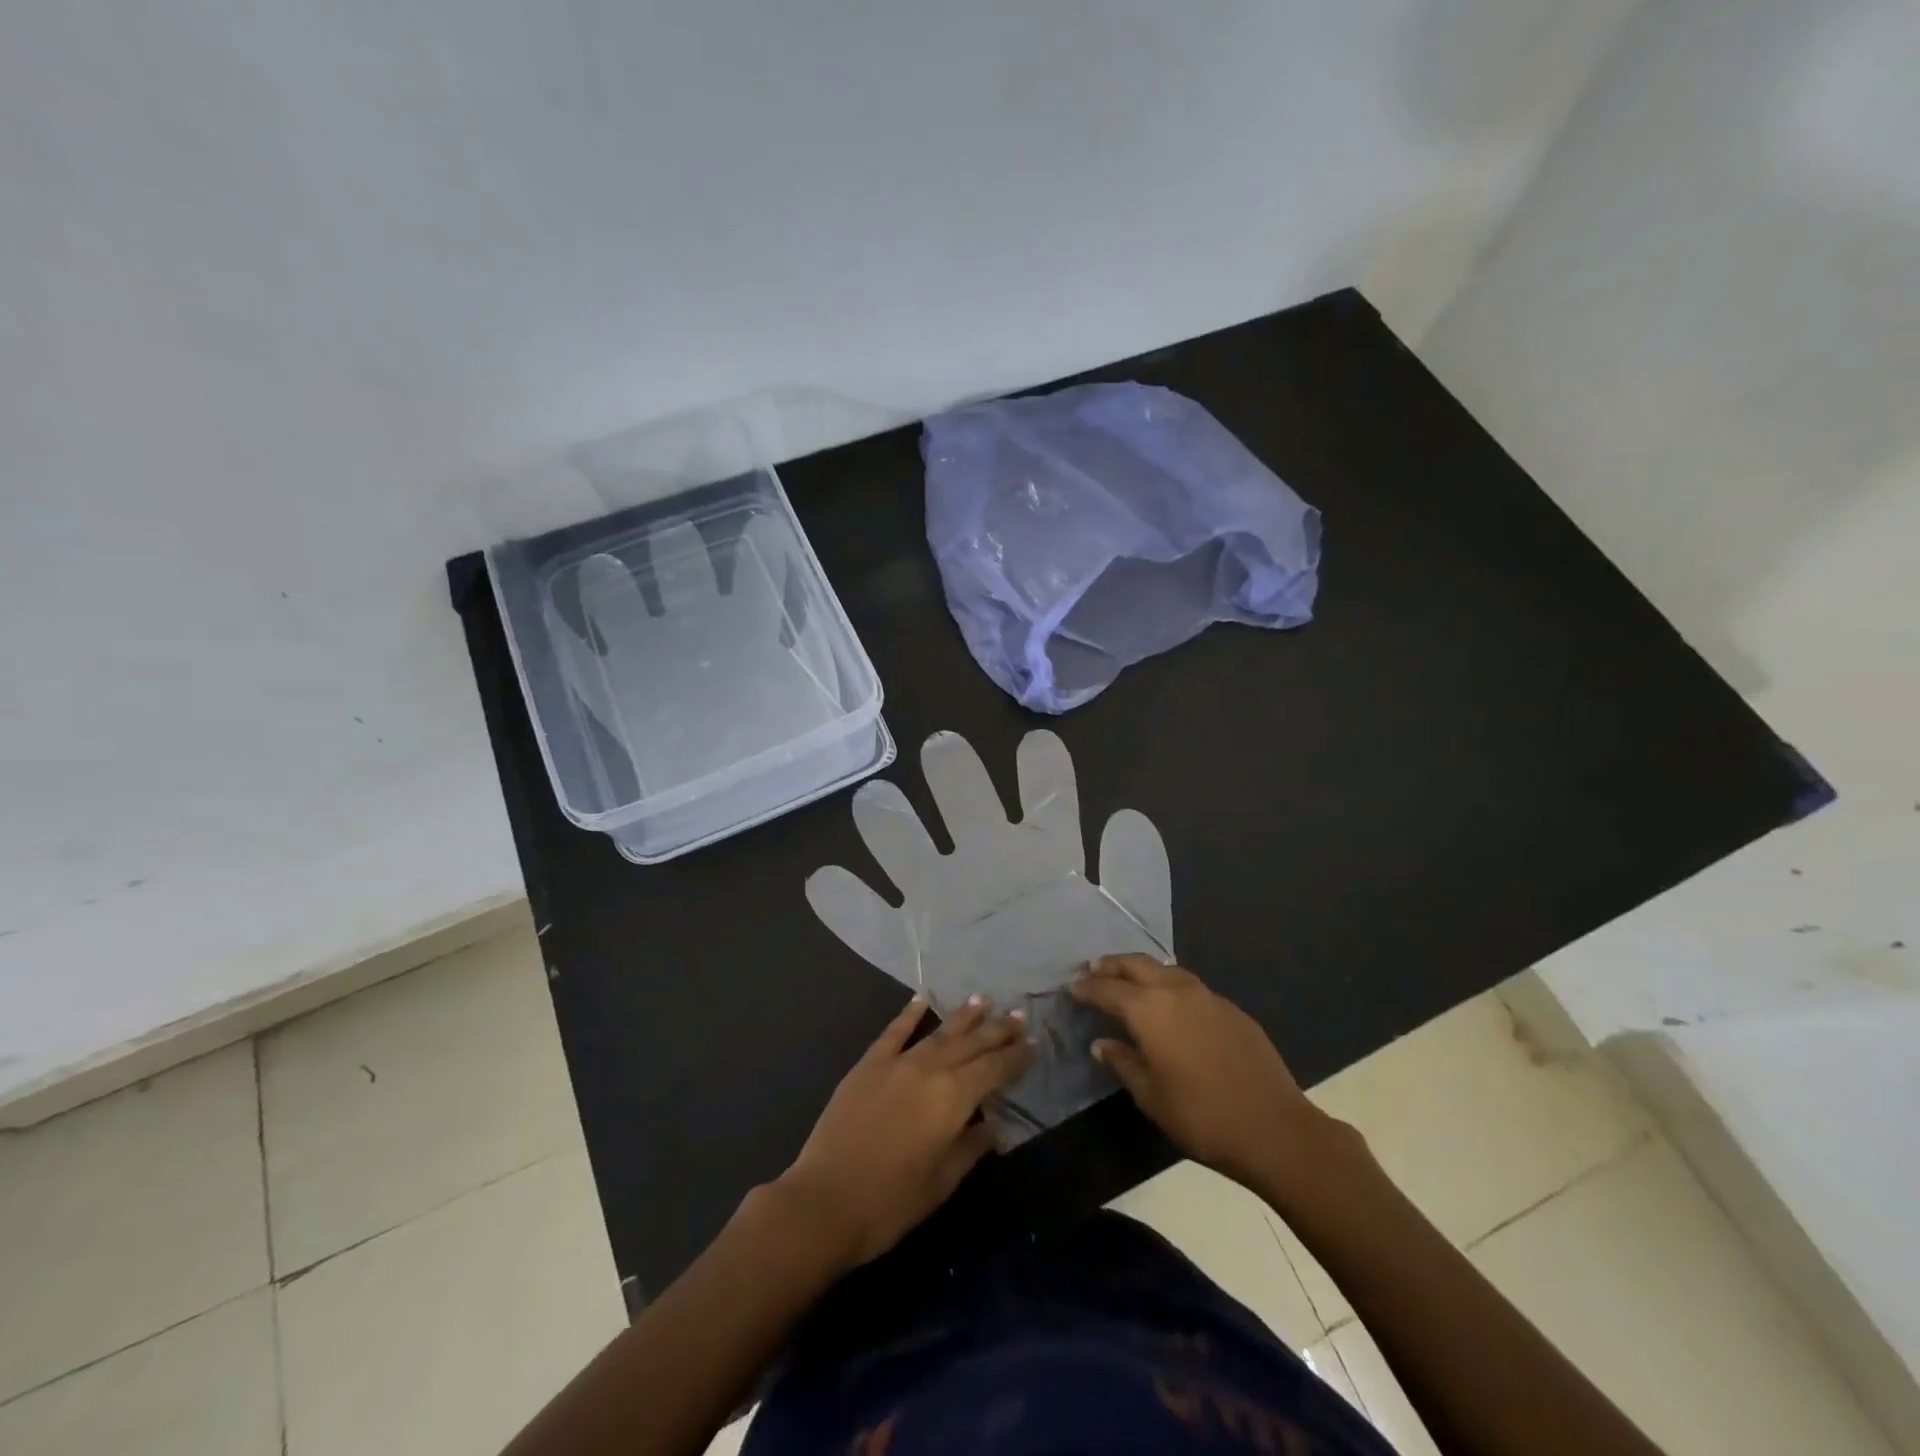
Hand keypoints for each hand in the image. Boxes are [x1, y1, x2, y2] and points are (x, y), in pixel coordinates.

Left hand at [774, 994, 1032, 1270]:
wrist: (824, 1203)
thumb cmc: (891, 1202)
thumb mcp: (942, 1182)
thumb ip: (971, 1147)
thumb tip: (993, 1124)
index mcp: (953, 1098)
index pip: (993, 1069)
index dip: (1015, 1056)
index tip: (1032, 1044)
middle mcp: (929, 1069)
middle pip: (970, 1044)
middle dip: (996, 1030)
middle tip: (1017, 1016)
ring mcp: (896, 1063)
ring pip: (938, 1033)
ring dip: (962, 1017)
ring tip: (982, 1000)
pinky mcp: (868, 1065)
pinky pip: (894, 1031)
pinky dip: (909, 1013)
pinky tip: (922, 998)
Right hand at [1071, 955, 1361, 1199]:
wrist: (1274, 1128)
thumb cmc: (1201, 1117)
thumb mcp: (1150, 1096)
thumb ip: (1123, 1063)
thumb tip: (1101, 1043)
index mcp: (1149, 1010)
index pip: (1107, 989)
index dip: (1087, 988)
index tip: (1072, 988)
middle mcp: (1175, 991)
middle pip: (1136, 964)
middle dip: (1111, 965)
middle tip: (1093, 970)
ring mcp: (1207, 996)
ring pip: (1165, 969)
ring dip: (1142, 970)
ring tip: (1129, 980)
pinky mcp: (1231, 1009)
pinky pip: (1190, 986)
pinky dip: (1170, 986)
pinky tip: (1171, 1005)